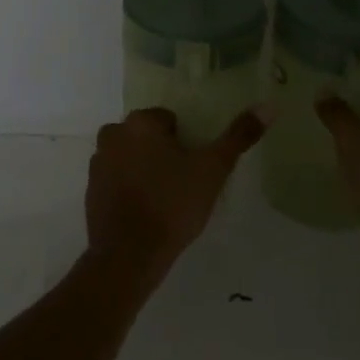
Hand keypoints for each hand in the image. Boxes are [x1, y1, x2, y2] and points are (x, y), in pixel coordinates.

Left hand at [84, 107, 268, 281]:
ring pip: (130, 156)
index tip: (192, 168)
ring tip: (164, 200)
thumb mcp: (213, 169)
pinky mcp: (90, 190)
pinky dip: (129, 188)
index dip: (185, 143)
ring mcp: (98, 162)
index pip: (169, 120)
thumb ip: (239, 136)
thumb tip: (269, 104)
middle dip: (162, 153)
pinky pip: (116, 179)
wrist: (129, 255)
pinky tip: (144, 212)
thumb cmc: (173, 204)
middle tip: (181, 184)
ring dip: (144, 169)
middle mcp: (113, 134)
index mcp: (140, 122)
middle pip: (147, 136)